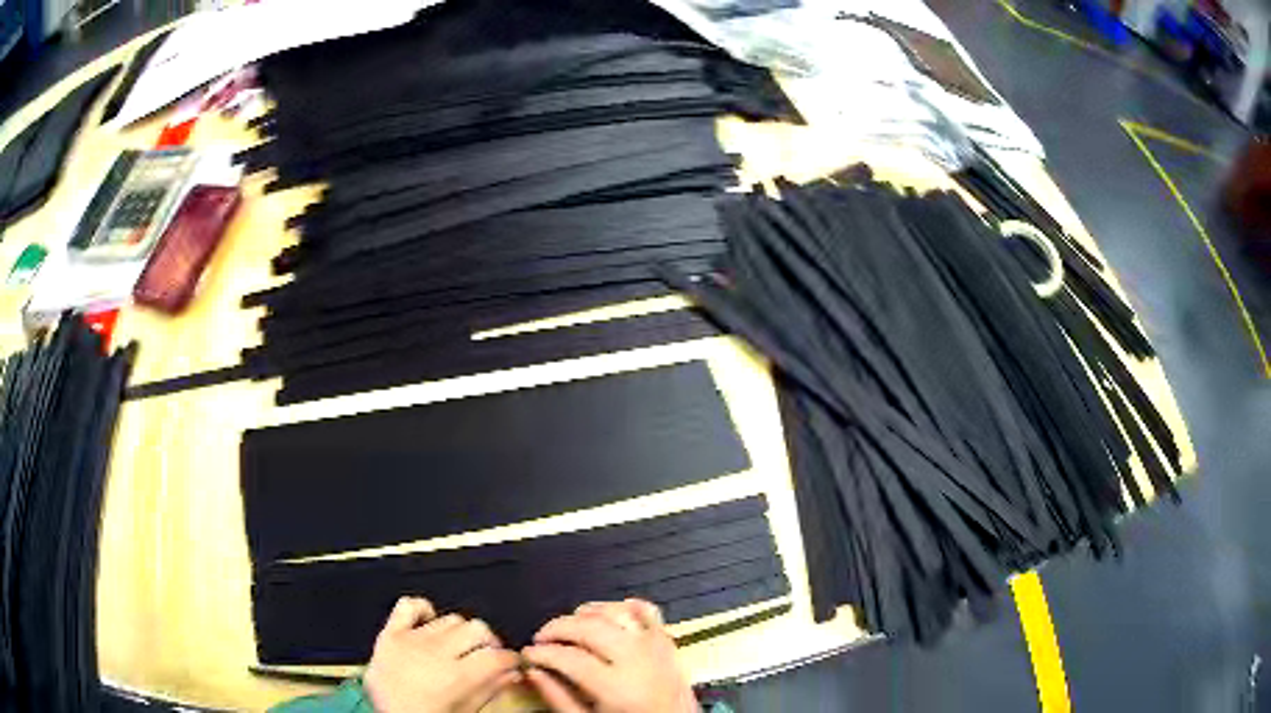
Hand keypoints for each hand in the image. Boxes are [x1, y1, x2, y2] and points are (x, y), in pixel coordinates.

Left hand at [363, 597, 521, 712]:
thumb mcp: (466, 711)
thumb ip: (491, 689)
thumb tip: (512, 672)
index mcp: (457, 677)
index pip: (497, 655)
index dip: (510, 658)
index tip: (510, 662)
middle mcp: (435, 653)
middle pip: (476, 629)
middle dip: (487, 642)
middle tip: (486, 654)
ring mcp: (410, 640)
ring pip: (449, 619)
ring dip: (459, 632)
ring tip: (457, 647)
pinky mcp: (389, 633)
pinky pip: (408, 605)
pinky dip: (422, 610)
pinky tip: (429, 626)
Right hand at [523, 599, 696, 712]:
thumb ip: (559, 699)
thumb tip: (533, 671)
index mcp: (617, 687)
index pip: (570, 658)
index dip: (542, 653)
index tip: (528, 654)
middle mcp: (638, 660)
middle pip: (591, 628)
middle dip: (559, 627)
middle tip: (541, 637)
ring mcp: (657, 649)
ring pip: (618, 613)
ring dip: (589, 612)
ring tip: (569, 623)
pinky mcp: (670, 644)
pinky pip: (649, 613)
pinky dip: (626, 606)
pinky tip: (608, 614)